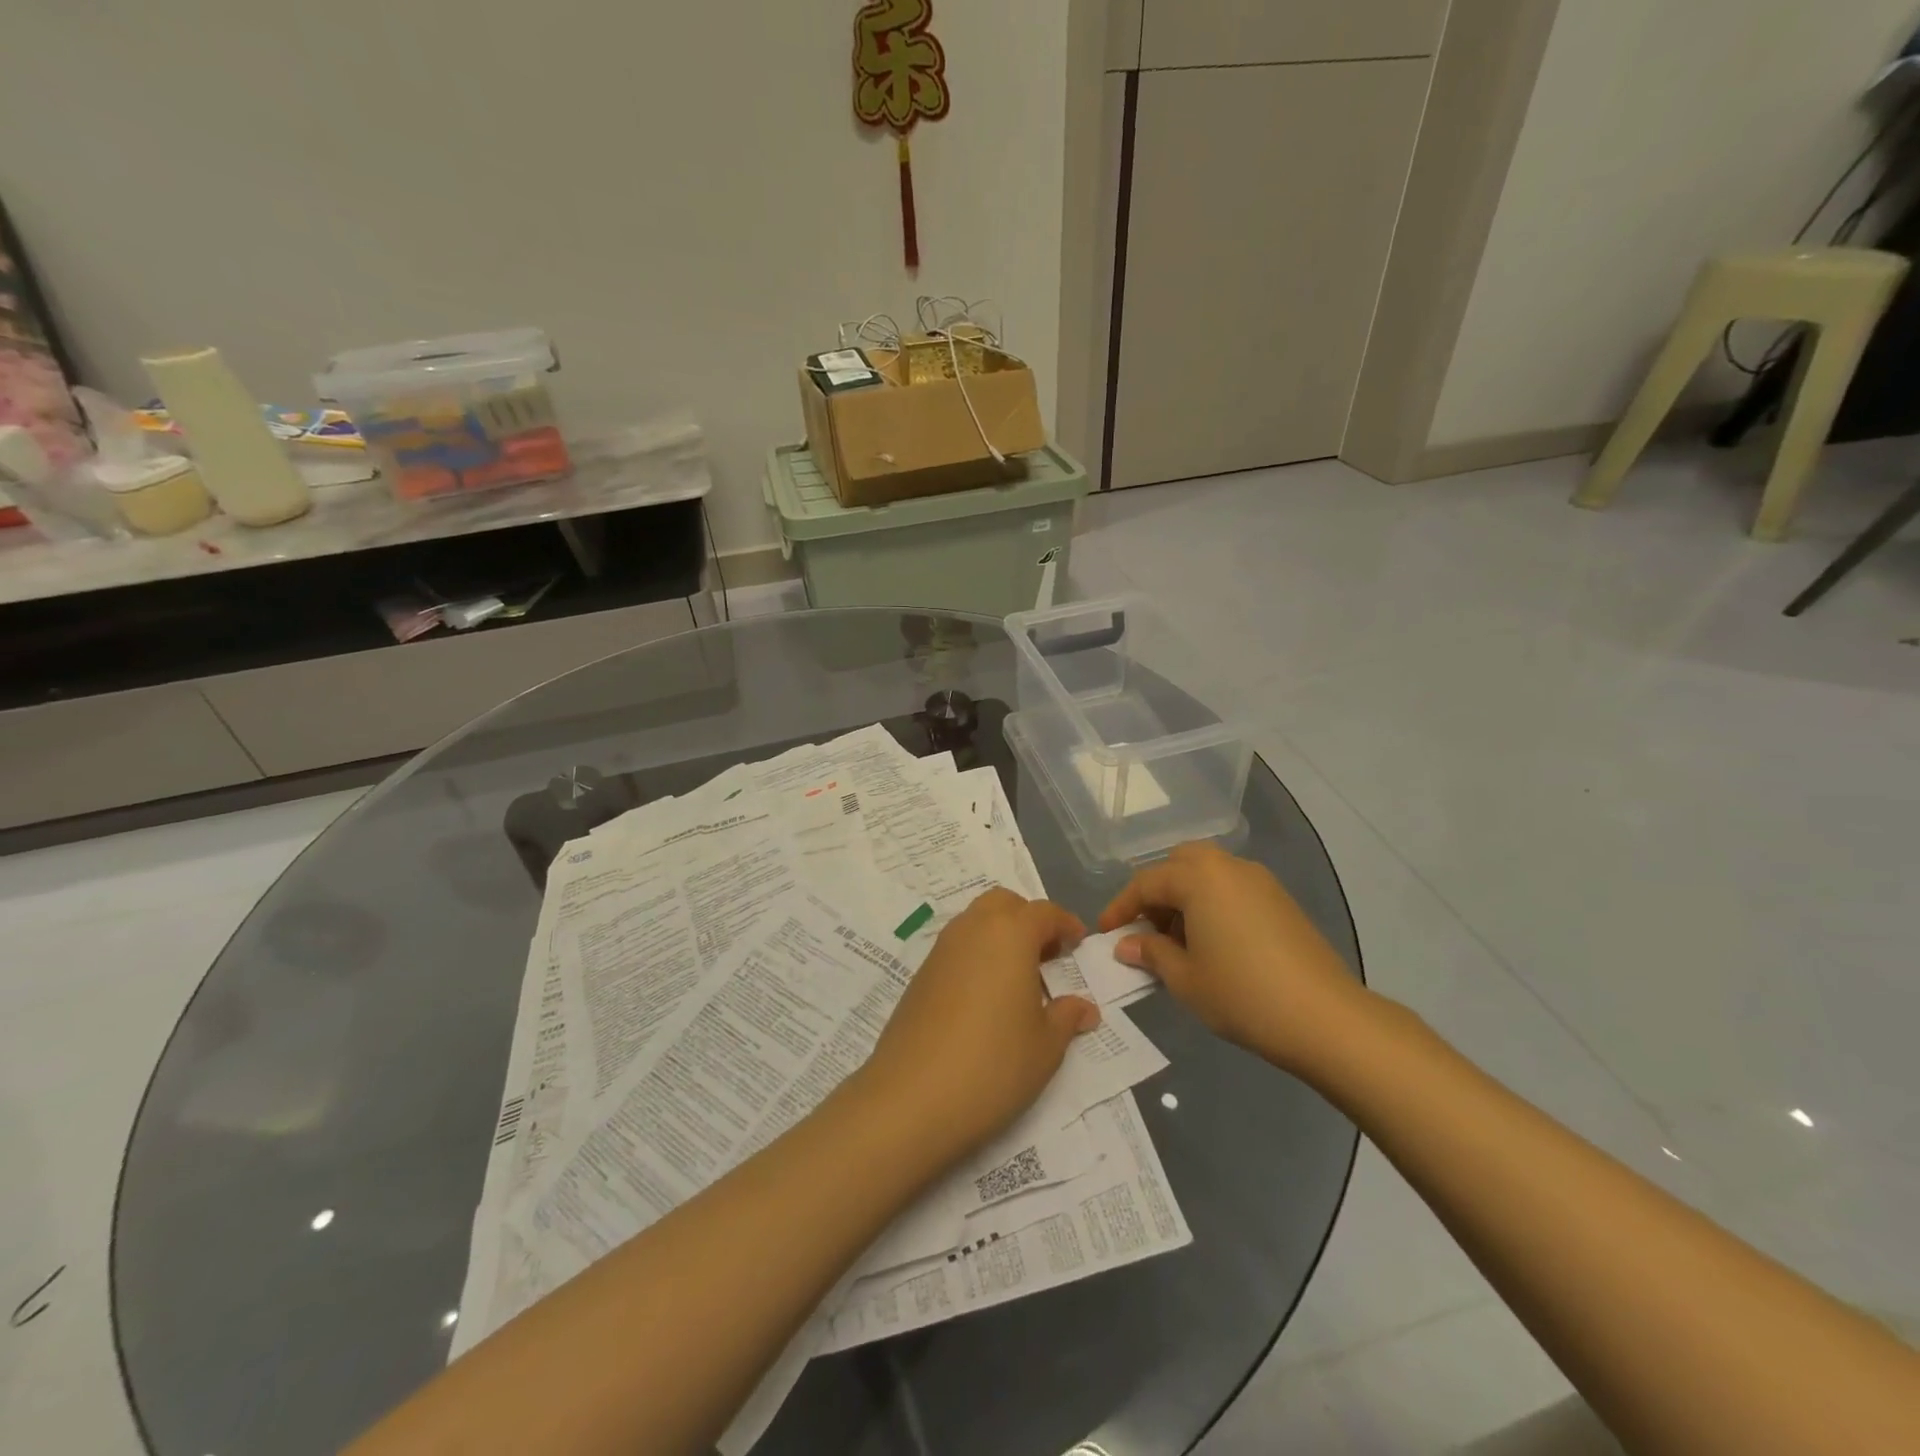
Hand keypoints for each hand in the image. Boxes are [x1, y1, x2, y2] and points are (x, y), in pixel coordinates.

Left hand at [856, 888, 1100, 1165]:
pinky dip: (977, 955)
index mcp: (1009, 934)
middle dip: (1028, 919)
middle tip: (1047, 955)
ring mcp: (941, 949)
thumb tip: (1085, 1007)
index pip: (1043, 912)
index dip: (1065, 924)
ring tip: (1019, 978)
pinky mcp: (920, 974)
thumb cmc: (992, 1065)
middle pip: (1004, 903)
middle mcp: (972, 929)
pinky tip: (986, 996)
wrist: (911, 1097)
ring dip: (1000, 935)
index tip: (1078, 943)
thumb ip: (1067, 1017)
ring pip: (976, 921)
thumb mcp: (1045, 1047)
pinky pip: (957, 947)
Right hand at [1100, 843, 1365, 1073]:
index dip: (1121, 908)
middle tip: (1146, 929)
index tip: (1104, 932)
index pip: (1146, 883)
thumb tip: (1126, 944)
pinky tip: (1212, 945)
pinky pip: (1232, 889)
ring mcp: (1260, 881)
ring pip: (1208, 874)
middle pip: (1179, 864)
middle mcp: (1228, 867)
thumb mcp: (1185, 978)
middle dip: (1156, 892)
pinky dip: (1212, 904)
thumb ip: (1151, 953)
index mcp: (1199, 877)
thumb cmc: (1242, 994)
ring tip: (1177, 942)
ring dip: (1185, 897)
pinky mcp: (1281, 901)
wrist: (1326, 1018)